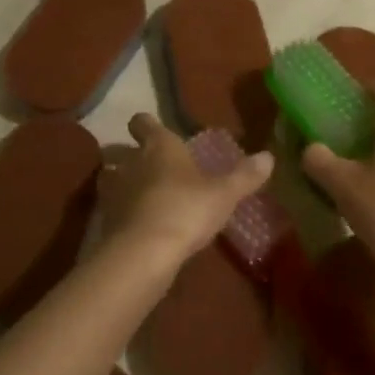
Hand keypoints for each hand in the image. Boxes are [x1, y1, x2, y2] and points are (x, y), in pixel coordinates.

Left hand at [101, 114, 272, 264]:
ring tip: (138, 196)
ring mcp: (113, 191)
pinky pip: (111, 209)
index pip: (143, 122)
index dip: (146, 125)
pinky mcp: (105, 220)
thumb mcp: (224, 194)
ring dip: (120, 184)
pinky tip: (134, 225)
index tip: (151, 129)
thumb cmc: (186, 209)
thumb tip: (268, 156)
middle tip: (149, 168)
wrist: (144, 252)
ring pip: (110, 178)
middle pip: (121, 151)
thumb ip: (244, 176)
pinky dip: (119, 213)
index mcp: (159, 146)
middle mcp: (131, 161)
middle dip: (131, 157)